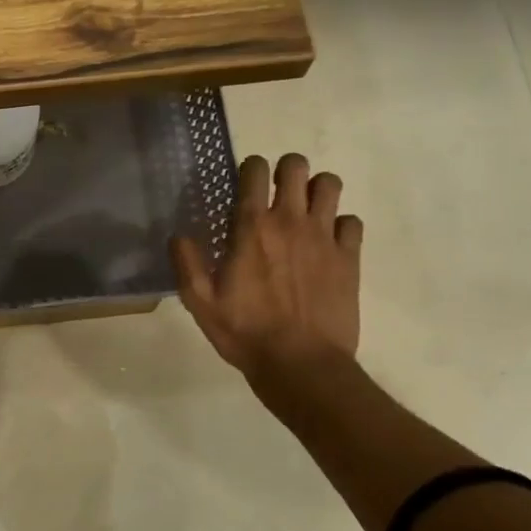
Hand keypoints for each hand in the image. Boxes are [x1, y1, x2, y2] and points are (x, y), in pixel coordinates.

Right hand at [171, 154, 363, 395]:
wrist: (301, 364)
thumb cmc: (245, 333)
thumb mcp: (201, 303)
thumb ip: (187, 263)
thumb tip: (178, 235)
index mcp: (252, 227)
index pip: (255, 170)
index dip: (250, 169)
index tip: (244, 185)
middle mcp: (290, 221)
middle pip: (296, 166)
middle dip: (285, 171)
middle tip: (276, 194)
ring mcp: (324, 237)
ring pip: (330, 185)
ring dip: (316, 190)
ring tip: (304, 211)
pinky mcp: (349, 257)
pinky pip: (351, 222)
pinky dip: (340, 225)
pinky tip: (327, 243)